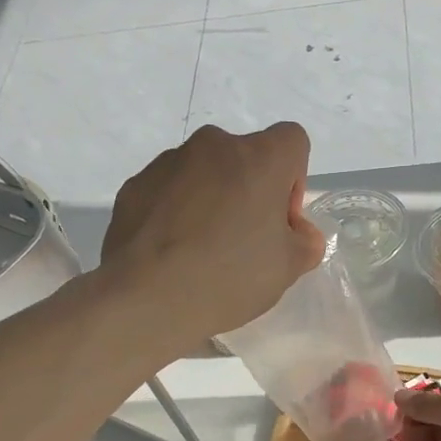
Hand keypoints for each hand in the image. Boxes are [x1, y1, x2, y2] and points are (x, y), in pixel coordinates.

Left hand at [101, 123, 325, 346]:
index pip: (292, 141)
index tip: (280, 221)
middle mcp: (214, 145)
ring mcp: (169, 162)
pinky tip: (172, 251)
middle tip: (243, 240)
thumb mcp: (288, 268)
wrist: (148, 299)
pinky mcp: (135, 184)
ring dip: (211, 198)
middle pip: (245, 157)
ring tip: (201, 249)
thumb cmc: (230, 277)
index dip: (293, 180)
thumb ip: (305, 241)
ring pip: (204, 172)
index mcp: (259, 157)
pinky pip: (168, 190)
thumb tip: (297, 232)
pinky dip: (176, 210)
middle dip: (250, 189)